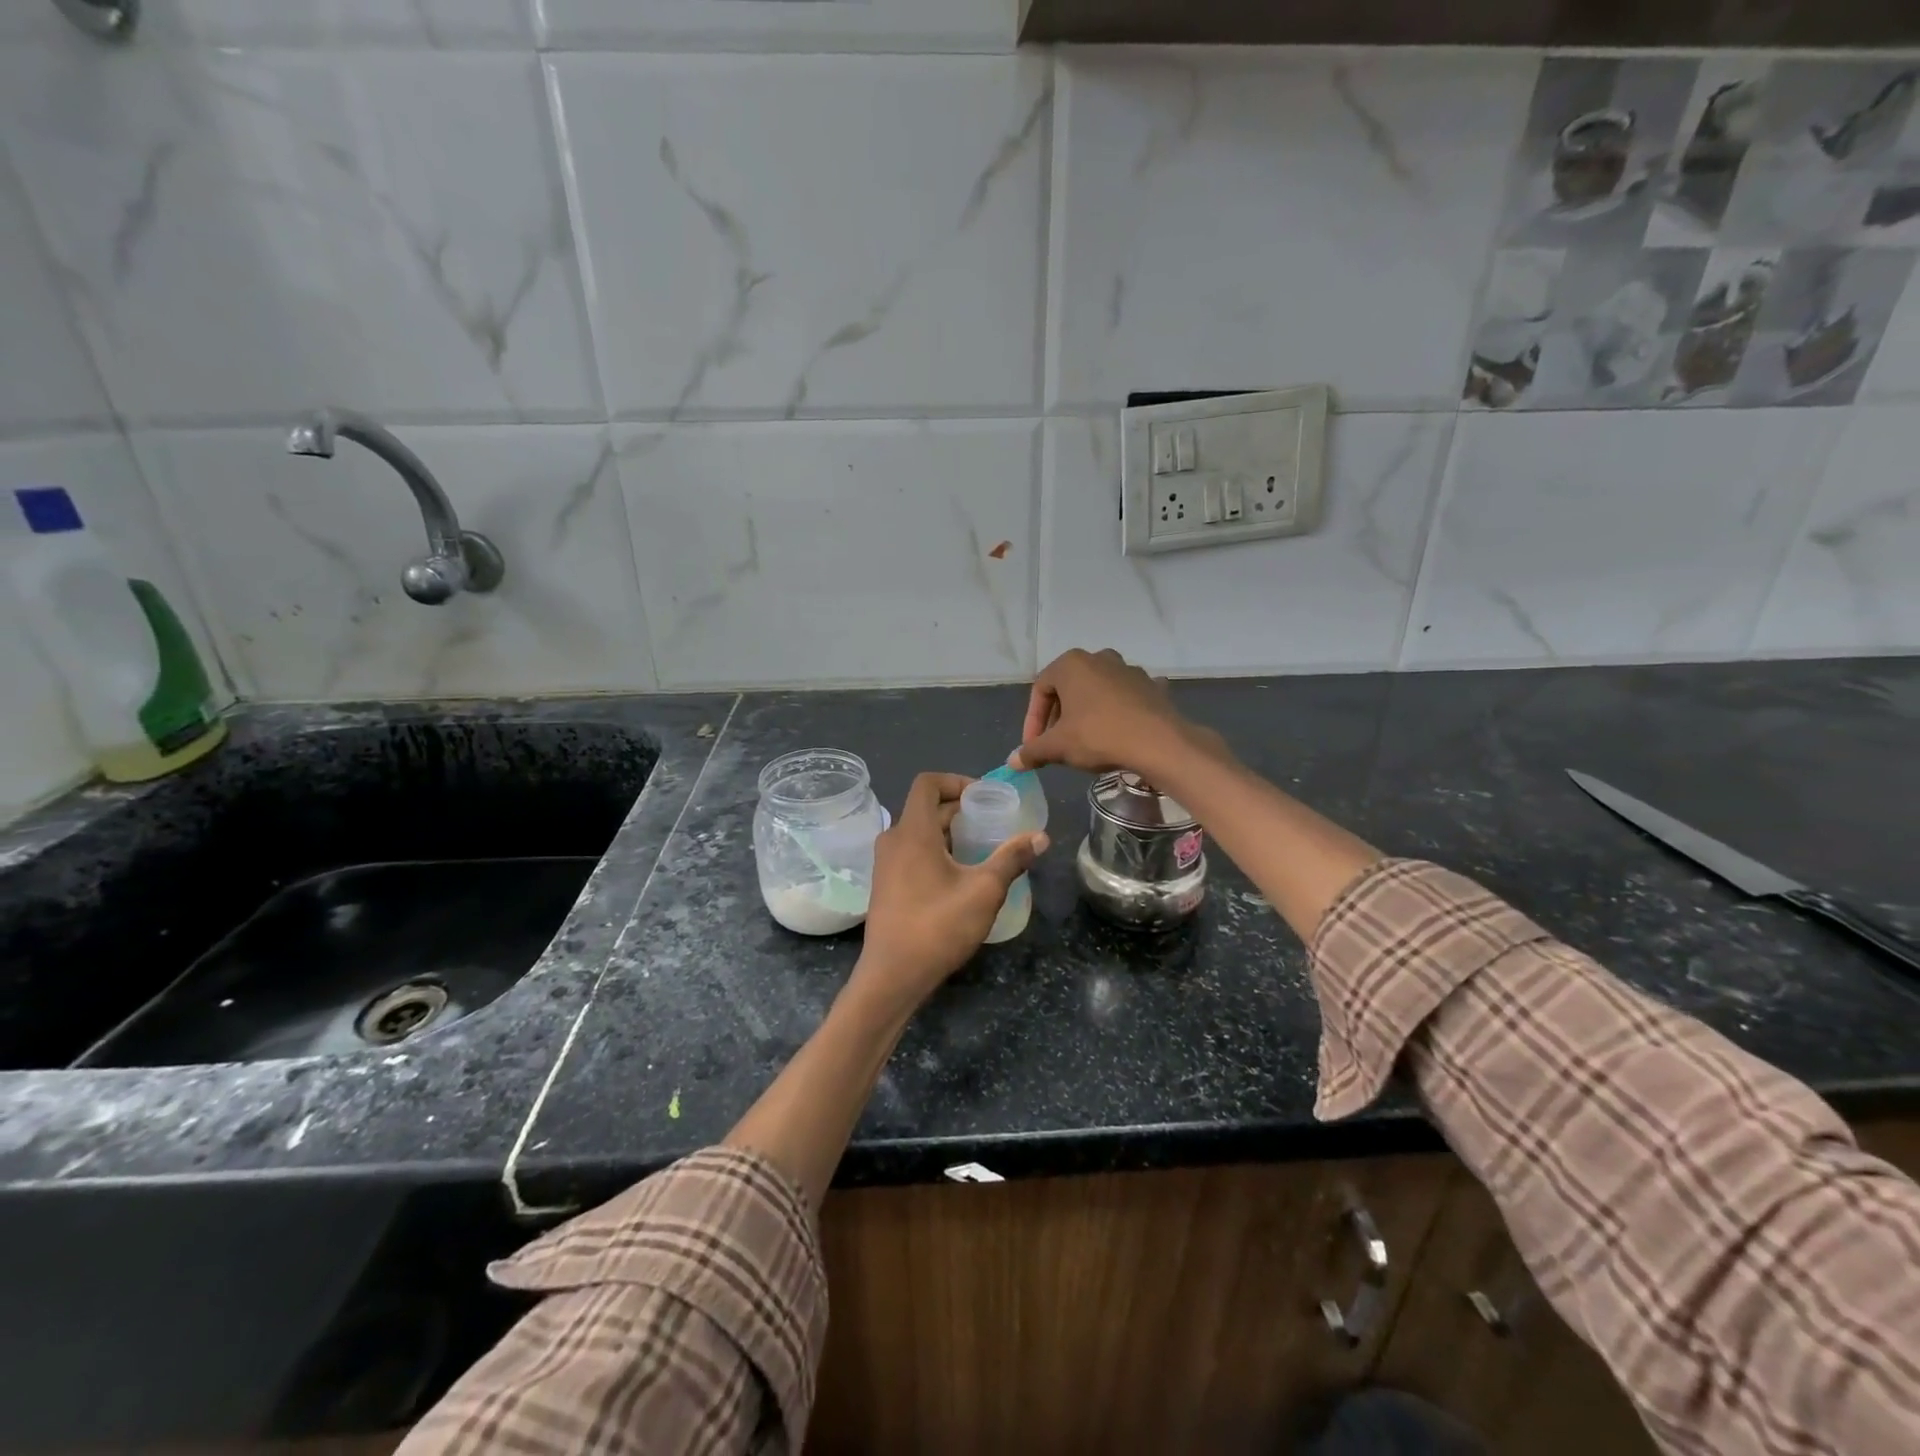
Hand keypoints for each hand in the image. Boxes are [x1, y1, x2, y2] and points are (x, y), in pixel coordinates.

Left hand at [850, 773, 1047, 1018]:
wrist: (892, 976)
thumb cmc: (937, 927)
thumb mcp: (984, 891)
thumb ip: (1012, 859)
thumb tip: (1041, 836)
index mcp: (912, 832)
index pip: (928, 783)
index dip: (957, 781)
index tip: (985, 797)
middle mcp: (893, 839)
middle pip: (926, 808)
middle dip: (961, 809)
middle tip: (994, 822)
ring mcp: (886, 863)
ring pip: (919, 831)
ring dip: (950, 832)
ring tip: (983, 847)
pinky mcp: (886, 884)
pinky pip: (912, 851)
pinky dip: (936, 850)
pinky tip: (960, 874)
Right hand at [1011, 648, 1222, 776]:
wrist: (1158, 743)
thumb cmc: (1098, 736)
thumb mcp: (1058, 747)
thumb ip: (1032, 751)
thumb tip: (1013, 762)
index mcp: (1071, 664)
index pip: (1040, 690)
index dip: (1032, 721)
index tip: (1034, 746)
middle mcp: (1099, 658)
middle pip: (1068, 688)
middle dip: (1058, 717)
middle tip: (1056, 744)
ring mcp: (1129, 670)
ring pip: (1097, 691)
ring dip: (1086, 713)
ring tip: (1085, 741)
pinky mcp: (1151, 686)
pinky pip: (1125, 698)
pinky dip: (1116, 713)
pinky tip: (1116, 733)